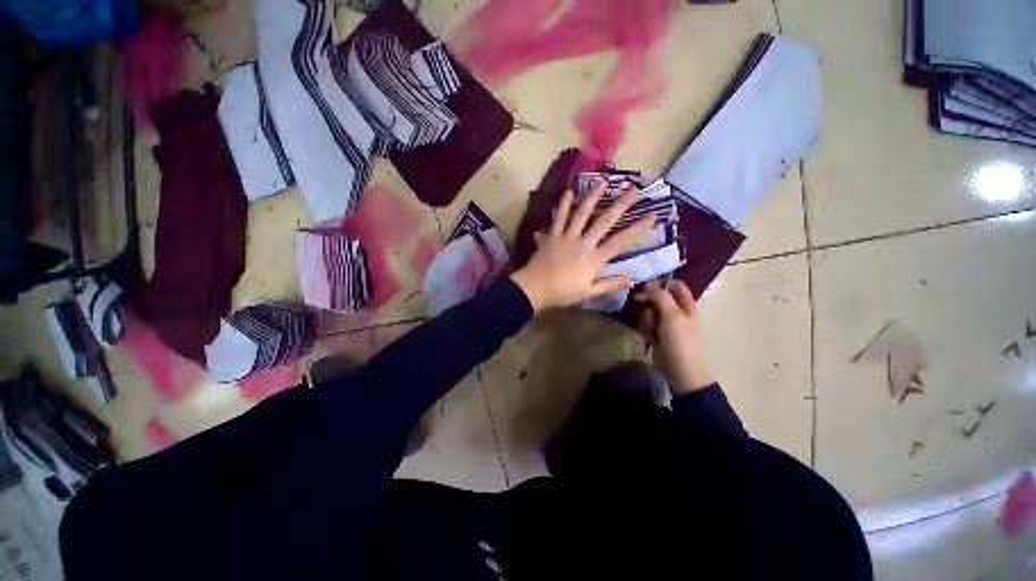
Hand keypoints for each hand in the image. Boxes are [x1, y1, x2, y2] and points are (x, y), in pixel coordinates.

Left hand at [510, 182, 655, 311]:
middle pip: (604, 221)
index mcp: (594, 259)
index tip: (653, 215)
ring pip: (582, 214)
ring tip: (603, 182)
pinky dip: (563, 205)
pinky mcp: (552, 235)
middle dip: (621, 205)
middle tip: (633, 189)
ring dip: (593, 197)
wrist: (535, 289)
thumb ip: (609, 285)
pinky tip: (569, 192)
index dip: (638, 228)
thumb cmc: (562, 293)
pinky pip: (559, 218)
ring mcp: (567, 237)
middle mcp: (583, 243)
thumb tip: (631, 281)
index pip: (621, 241)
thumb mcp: (588, 293)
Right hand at [635, 280, 712, 393]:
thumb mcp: (672, 315)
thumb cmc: (679, 340)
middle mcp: (676, 311)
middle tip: (640, 304)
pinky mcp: (656, 333)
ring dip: (645, 316)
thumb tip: (647, 289)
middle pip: (658, 297)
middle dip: (648, 301)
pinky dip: (644, 327)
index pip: (675, 284)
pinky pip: (646, 323)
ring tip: (648, 327)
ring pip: (649, 310)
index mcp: (686, 304)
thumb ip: (661, 297)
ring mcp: (665, 323)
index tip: (646, 287)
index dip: (660, 282)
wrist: (679, 370)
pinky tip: (646, 335)